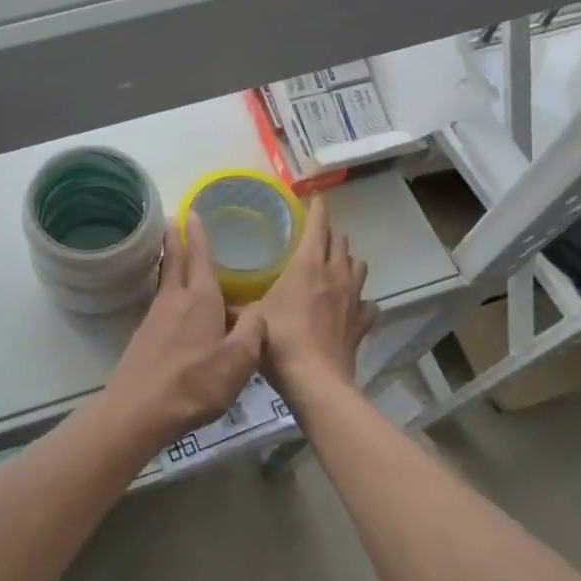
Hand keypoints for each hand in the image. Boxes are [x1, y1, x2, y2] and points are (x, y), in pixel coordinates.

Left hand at [104, 216, 264, 449]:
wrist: (139, 409)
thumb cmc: (194, 383)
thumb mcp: (238, 362)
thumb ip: (253, 333)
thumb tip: (260, 312)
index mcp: (201, 299)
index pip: (200, 257)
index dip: (198, 234)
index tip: (191, 212)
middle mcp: (175, 300)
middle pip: (175, 261)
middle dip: (176, 239)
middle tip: (174, 219)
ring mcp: (155, 317)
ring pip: (166, 280)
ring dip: (170, 261)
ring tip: (174, 252)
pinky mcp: (145, 335)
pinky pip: (161, 300)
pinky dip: (168, 288)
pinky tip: (173, 301)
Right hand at [252, 197, 374, 408]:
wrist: (316, 382)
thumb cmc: (280, 341)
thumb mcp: (249, 318)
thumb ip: (233, 304)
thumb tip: (213, 297)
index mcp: (307, 265)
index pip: (318, 225)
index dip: (317, 209)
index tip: (313, 199)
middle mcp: (334, 274)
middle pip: (340, 241)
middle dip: (329, 232)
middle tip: (314, 234)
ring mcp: (353, 298)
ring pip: (358, 265)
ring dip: (346, 259)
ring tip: (333, 264)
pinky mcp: (362, 322)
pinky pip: (366, 302)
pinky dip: (359, 299)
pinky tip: (349, 305)